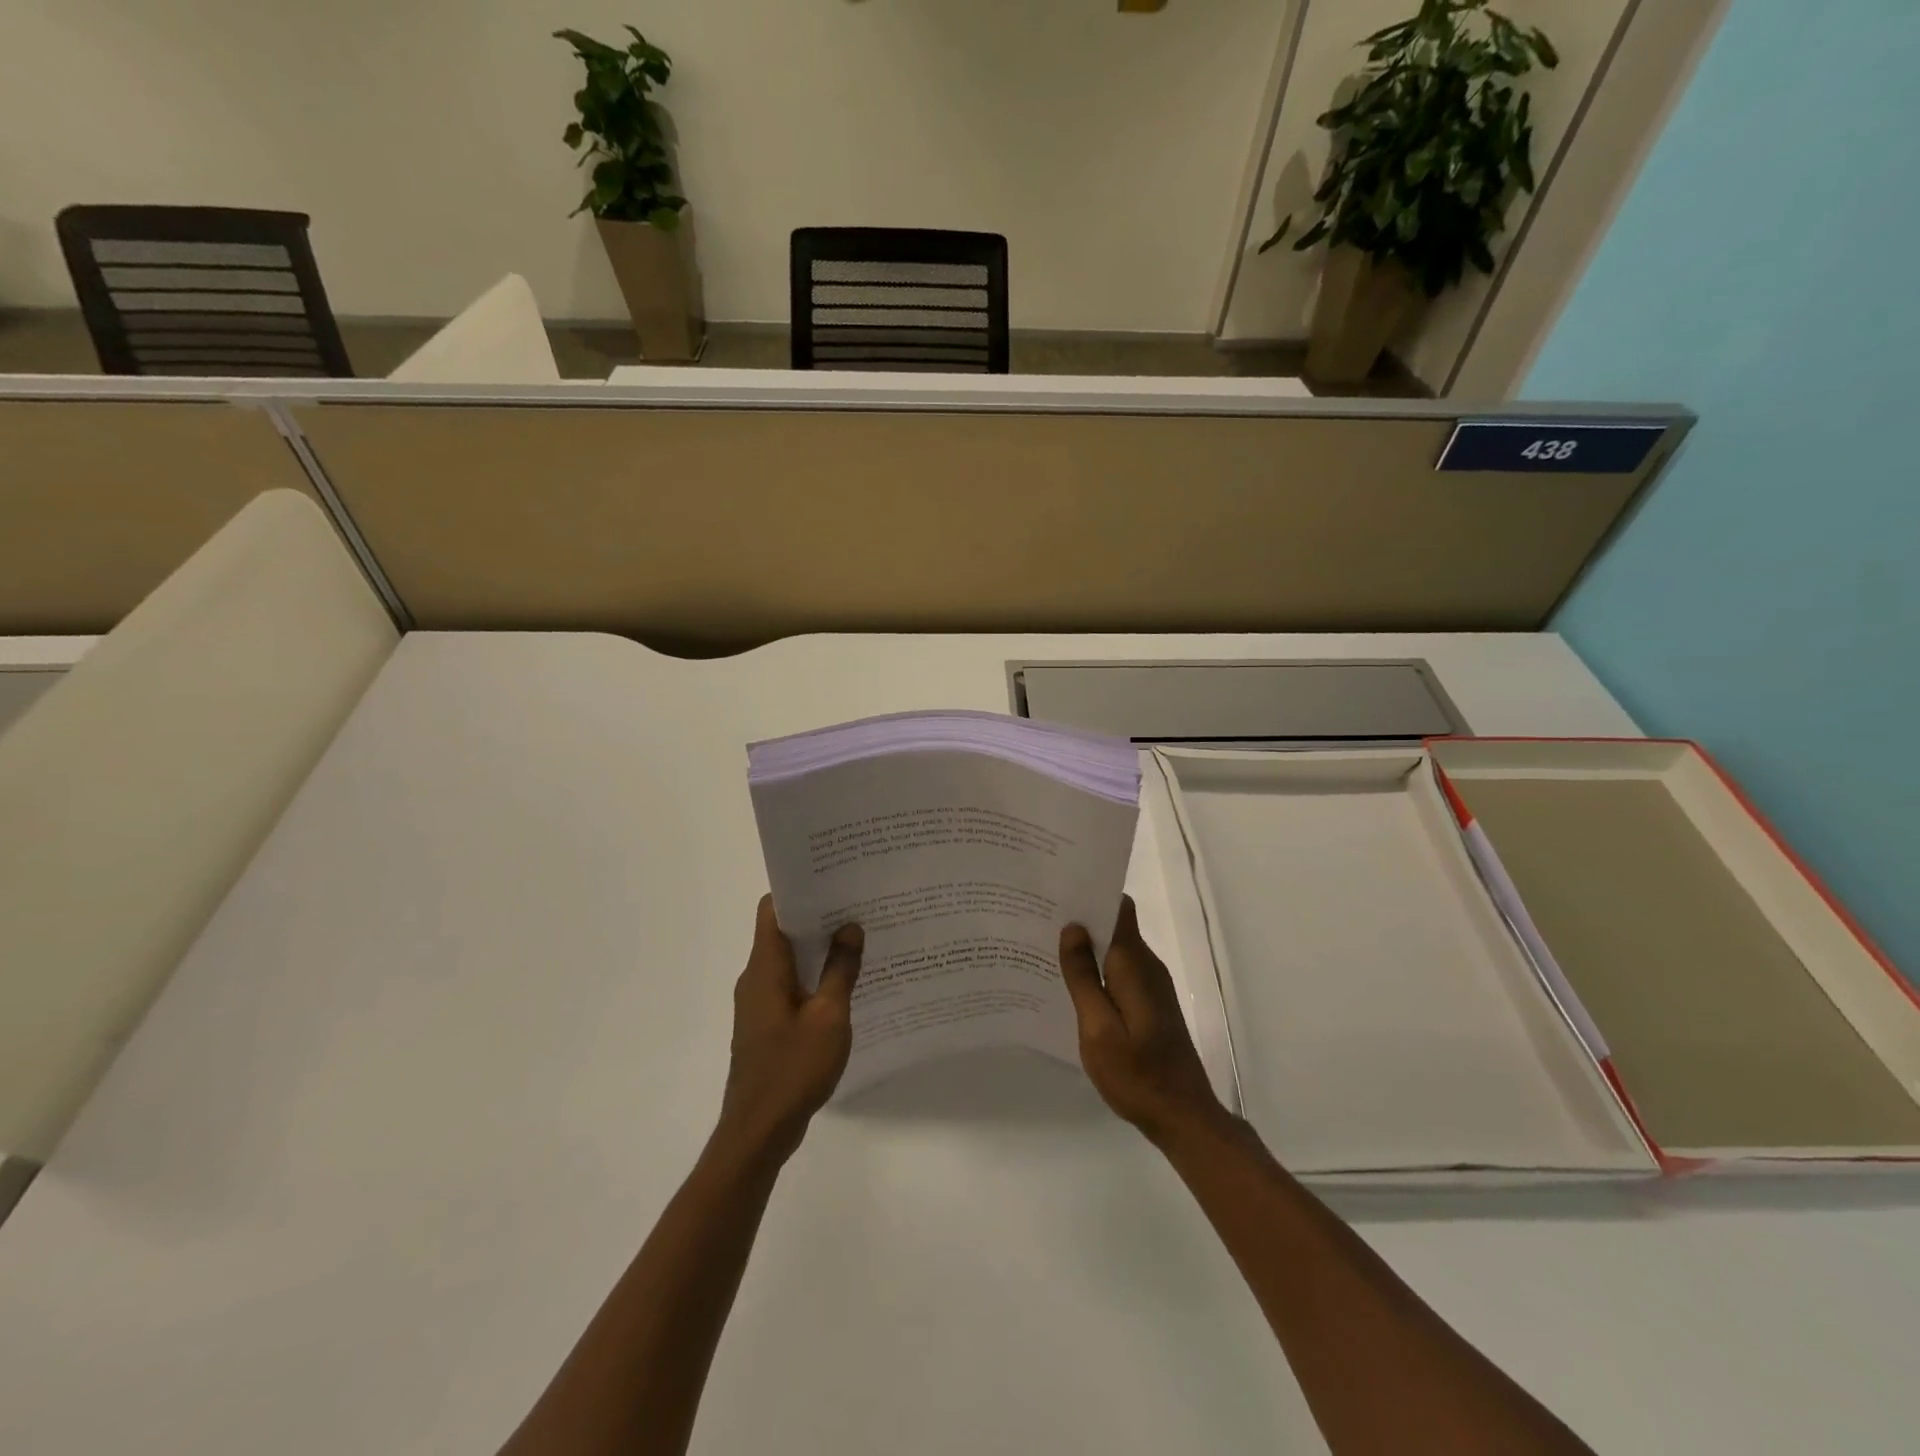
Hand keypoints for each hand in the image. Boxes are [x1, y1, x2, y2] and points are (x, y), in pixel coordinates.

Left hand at [715, 896, 863, 1166]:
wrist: (759, 1132)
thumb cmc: (793, 1069)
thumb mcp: (829, 1016)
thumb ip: (841, 969)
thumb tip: (850, 926)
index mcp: (765, 968)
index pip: (772, 910)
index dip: (798, 890)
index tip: (832, 880)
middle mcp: (756, 978)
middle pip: (782, 932)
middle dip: (817, 917)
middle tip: (858, 905)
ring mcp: (759, 1004)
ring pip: (789, 961)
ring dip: (818, 949)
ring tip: (859, 938)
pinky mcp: (767, 1025)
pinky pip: (791, 987)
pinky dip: (814, 977)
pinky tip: (846, 983)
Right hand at [1060, 896, 1225, 1145]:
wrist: (1183, 1117)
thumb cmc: (1136, 1074)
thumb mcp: (1098, 1028)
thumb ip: (1084, 977)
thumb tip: (1073, 928)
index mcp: (1133, 964)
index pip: (1119, 908)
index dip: (1092, 894)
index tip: (1058, 892)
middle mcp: (1147, 966)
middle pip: (1115, 926)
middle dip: (1081, 920)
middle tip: (1039, 921)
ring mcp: (1151, 986)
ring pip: (1116, 950)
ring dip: (1087, 947)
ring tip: (1046, 949)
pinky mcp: (1151, 1004)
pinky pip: (1120, 972)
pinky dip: (1097, 970)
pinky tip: (1072, 985)